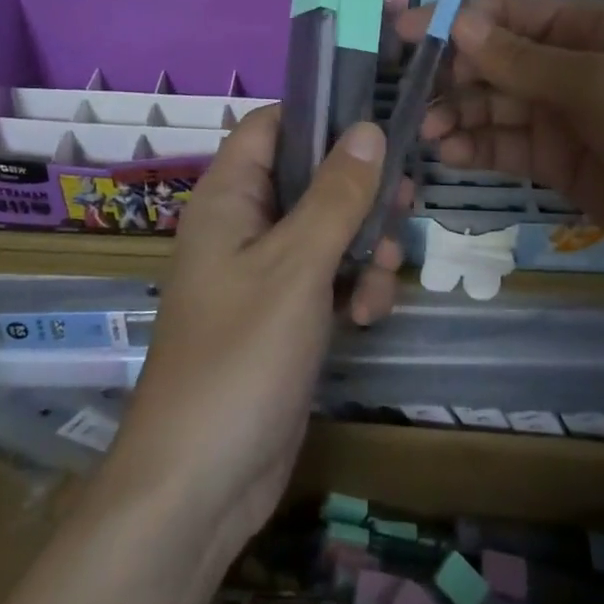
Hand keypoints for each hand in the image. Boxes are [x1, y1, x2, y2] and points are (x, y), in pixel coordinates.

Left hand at [104, 108, 402, 559]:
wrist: (200, 485)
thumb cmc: (241, 356)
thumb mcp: (297, 265)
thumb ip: (336, 194)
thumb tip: (367, 127)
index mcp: (228, 197)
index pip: (272, 125)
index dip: (320, 118)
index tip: (375, 126)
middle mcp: (242, 224)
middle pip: (309, 177)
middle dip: (358, 193)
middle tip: (403, 204)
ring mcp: (261, 272)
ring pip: (325, 229)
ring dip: (363, 246)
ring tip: (382, 277)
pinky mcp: (281, 314)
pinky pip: (324, 277)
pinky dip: (350, 286)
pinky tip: (367, 316)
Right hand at [399, 0, 603, 269]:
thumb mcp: (593, 83)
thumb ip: (519, 60)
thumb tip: (458, 23)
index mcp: (580, 27)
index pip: (504, 14)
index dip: (455, 21)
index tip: (405, 33)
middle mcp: (565, 65)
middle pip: (492, 60)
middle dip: (450, 75)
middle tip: (408, 97)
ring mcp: (560, 114)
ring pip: (493, 105)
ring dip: (457, 115)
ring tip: (426, 134)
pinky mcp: (558, 160)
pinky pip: (506, 145)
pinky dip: (476, 147)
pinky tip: (450, 156)